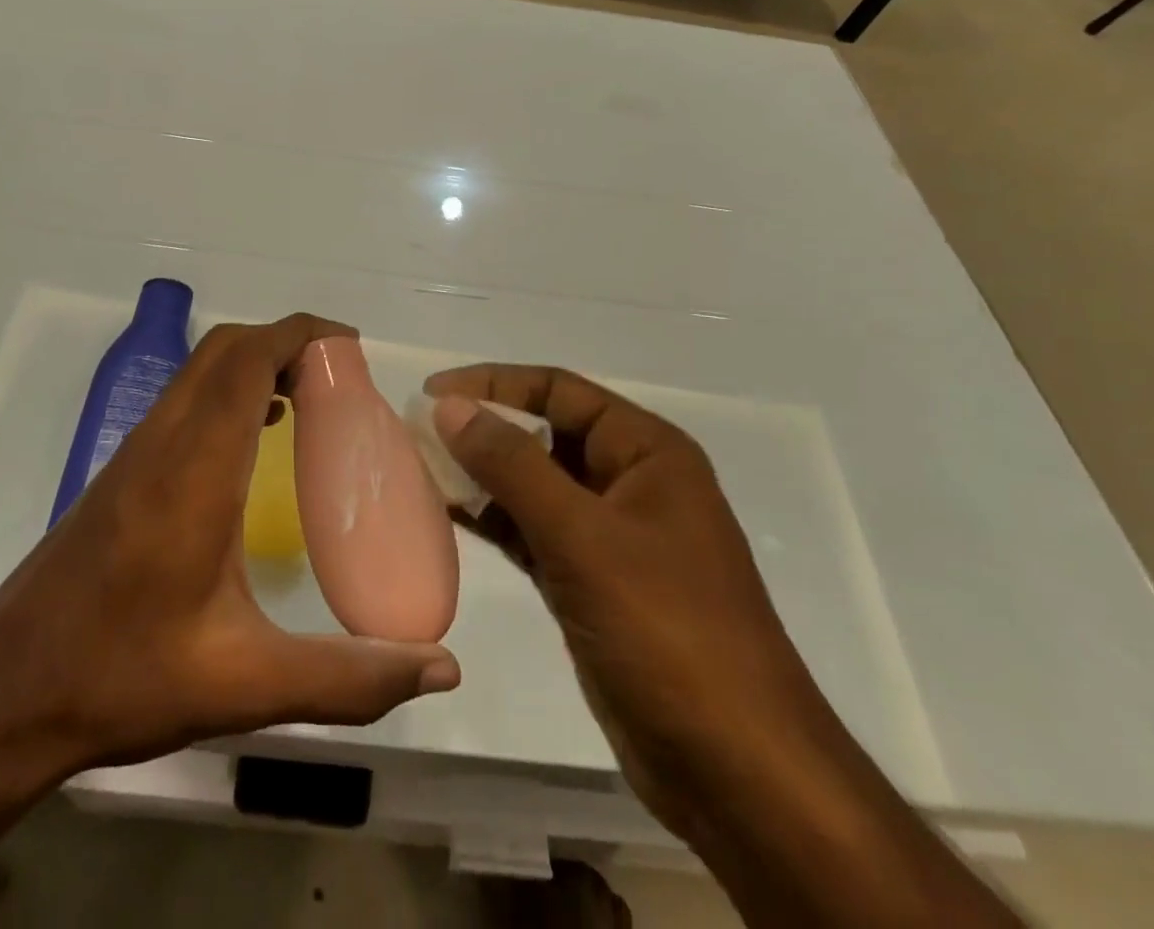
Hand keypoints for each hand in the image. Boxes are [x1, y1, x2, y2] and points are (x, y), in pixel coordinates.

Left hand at [0, 314, 459, 775]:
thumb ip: (349, 678)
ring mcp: (135, 451)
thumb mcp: (248, 685)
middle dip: (284, 341)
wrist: (7, 694)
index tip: (350, 347)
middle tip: (338, 376)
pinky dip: (228, 391)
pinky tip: (254, 442)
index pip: (246, 360)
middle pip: (224, 349)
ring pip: (199, 370)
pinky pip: (184, 399)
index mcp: (195, 469)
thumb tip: (441, 669)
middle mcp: (162, 441)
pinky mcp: (121, 470)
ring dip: (254, 363)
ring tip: (308, 399)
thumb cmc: (127, 677)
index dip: (299, 334)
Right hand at [426, 366, 829, 833]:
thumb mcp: (582, 537)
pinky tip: (446, 515)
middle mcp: (630, 482)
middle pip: (545, 434)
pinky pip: (533, 532)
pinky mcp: (592, 582)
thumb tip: (448, 406)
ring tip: (419, 467)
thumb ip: (511, 466)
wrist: (736, 770)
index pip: (558, 391)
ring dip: (482, 475)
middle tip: (417, 431)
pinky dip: (493, 520)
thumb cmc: (667, 631)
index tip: (432, 390)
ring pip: (534, 485)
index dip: (493, 383)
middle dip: (483, 428)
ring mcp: (611, 536)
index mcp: (646, 452)